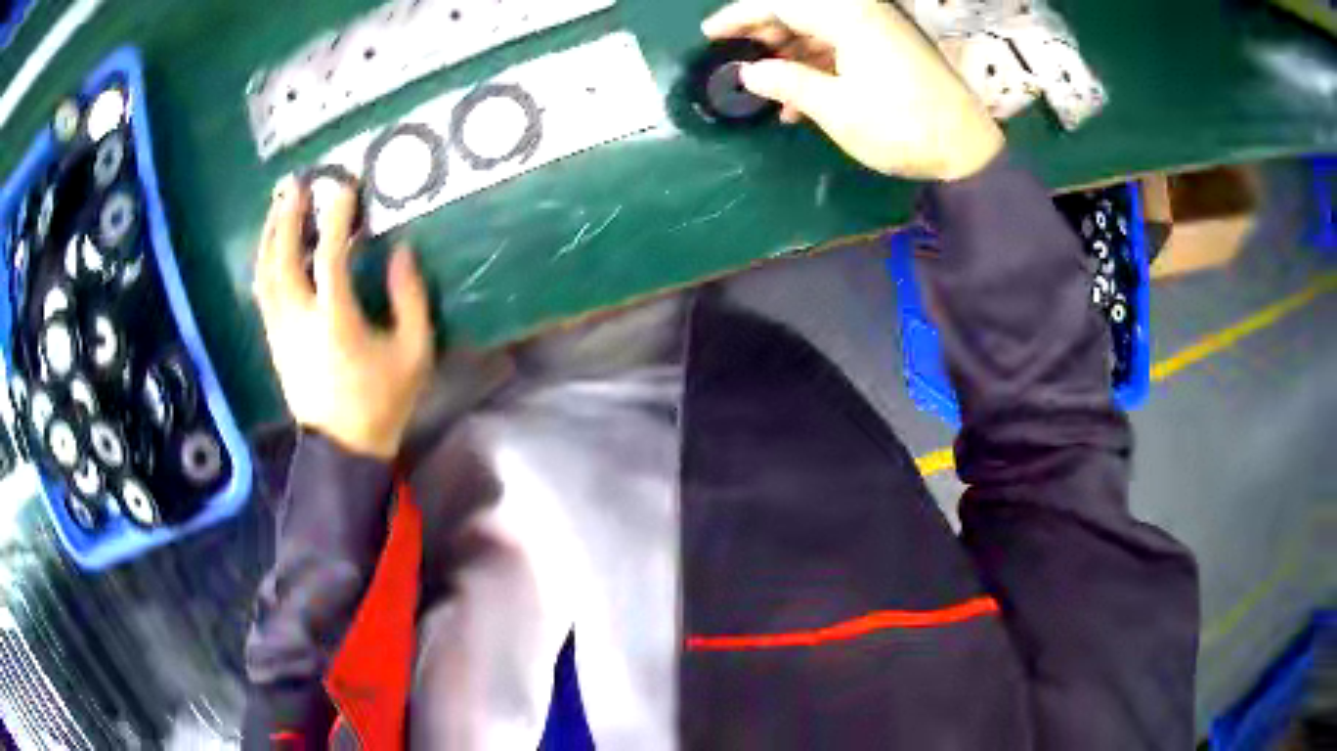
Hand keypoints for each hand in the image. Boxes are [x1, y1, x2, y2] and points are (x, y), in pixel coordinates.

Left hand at [254, 177, 434, 459]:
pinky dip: (266, 261)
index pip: (329, 256)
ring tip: (278, 206)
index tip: (344, 186)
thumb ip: (411, 299)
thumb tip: (402, 252)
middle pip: (283, 258)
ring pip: (265, 273)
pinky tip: (272, 246)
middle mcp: (299, 320)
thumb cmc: (382, 402)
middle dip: (287, 216)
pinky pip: (263, 292)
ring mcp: (281, 331)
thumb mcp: (414, 353)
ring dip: (270, 235)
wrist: (343, 450)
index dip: (335, 217)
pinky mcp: (274, 342)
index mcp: (335, 322)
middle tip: (295, 184)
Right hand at [702, 0, 1004, 181]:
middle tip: (738, 63)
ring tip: (766, 91)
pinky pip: (840, 49)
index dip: (740, 16)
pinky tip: (799, 101)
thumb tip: (750, 73)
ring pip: (818, 32)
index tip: (709, 36)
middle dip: (764, 36)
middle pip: (799, 13)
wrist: (967, 150)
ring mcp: (877, 33)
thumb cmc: (900, 127)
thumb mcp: (836, 108)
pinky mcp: (888, 52)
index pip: (780, 4)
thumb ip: (787, 83)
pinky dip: (816, 68)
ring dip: (789, 58)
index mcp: (846, 17)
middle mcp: (861, 15)